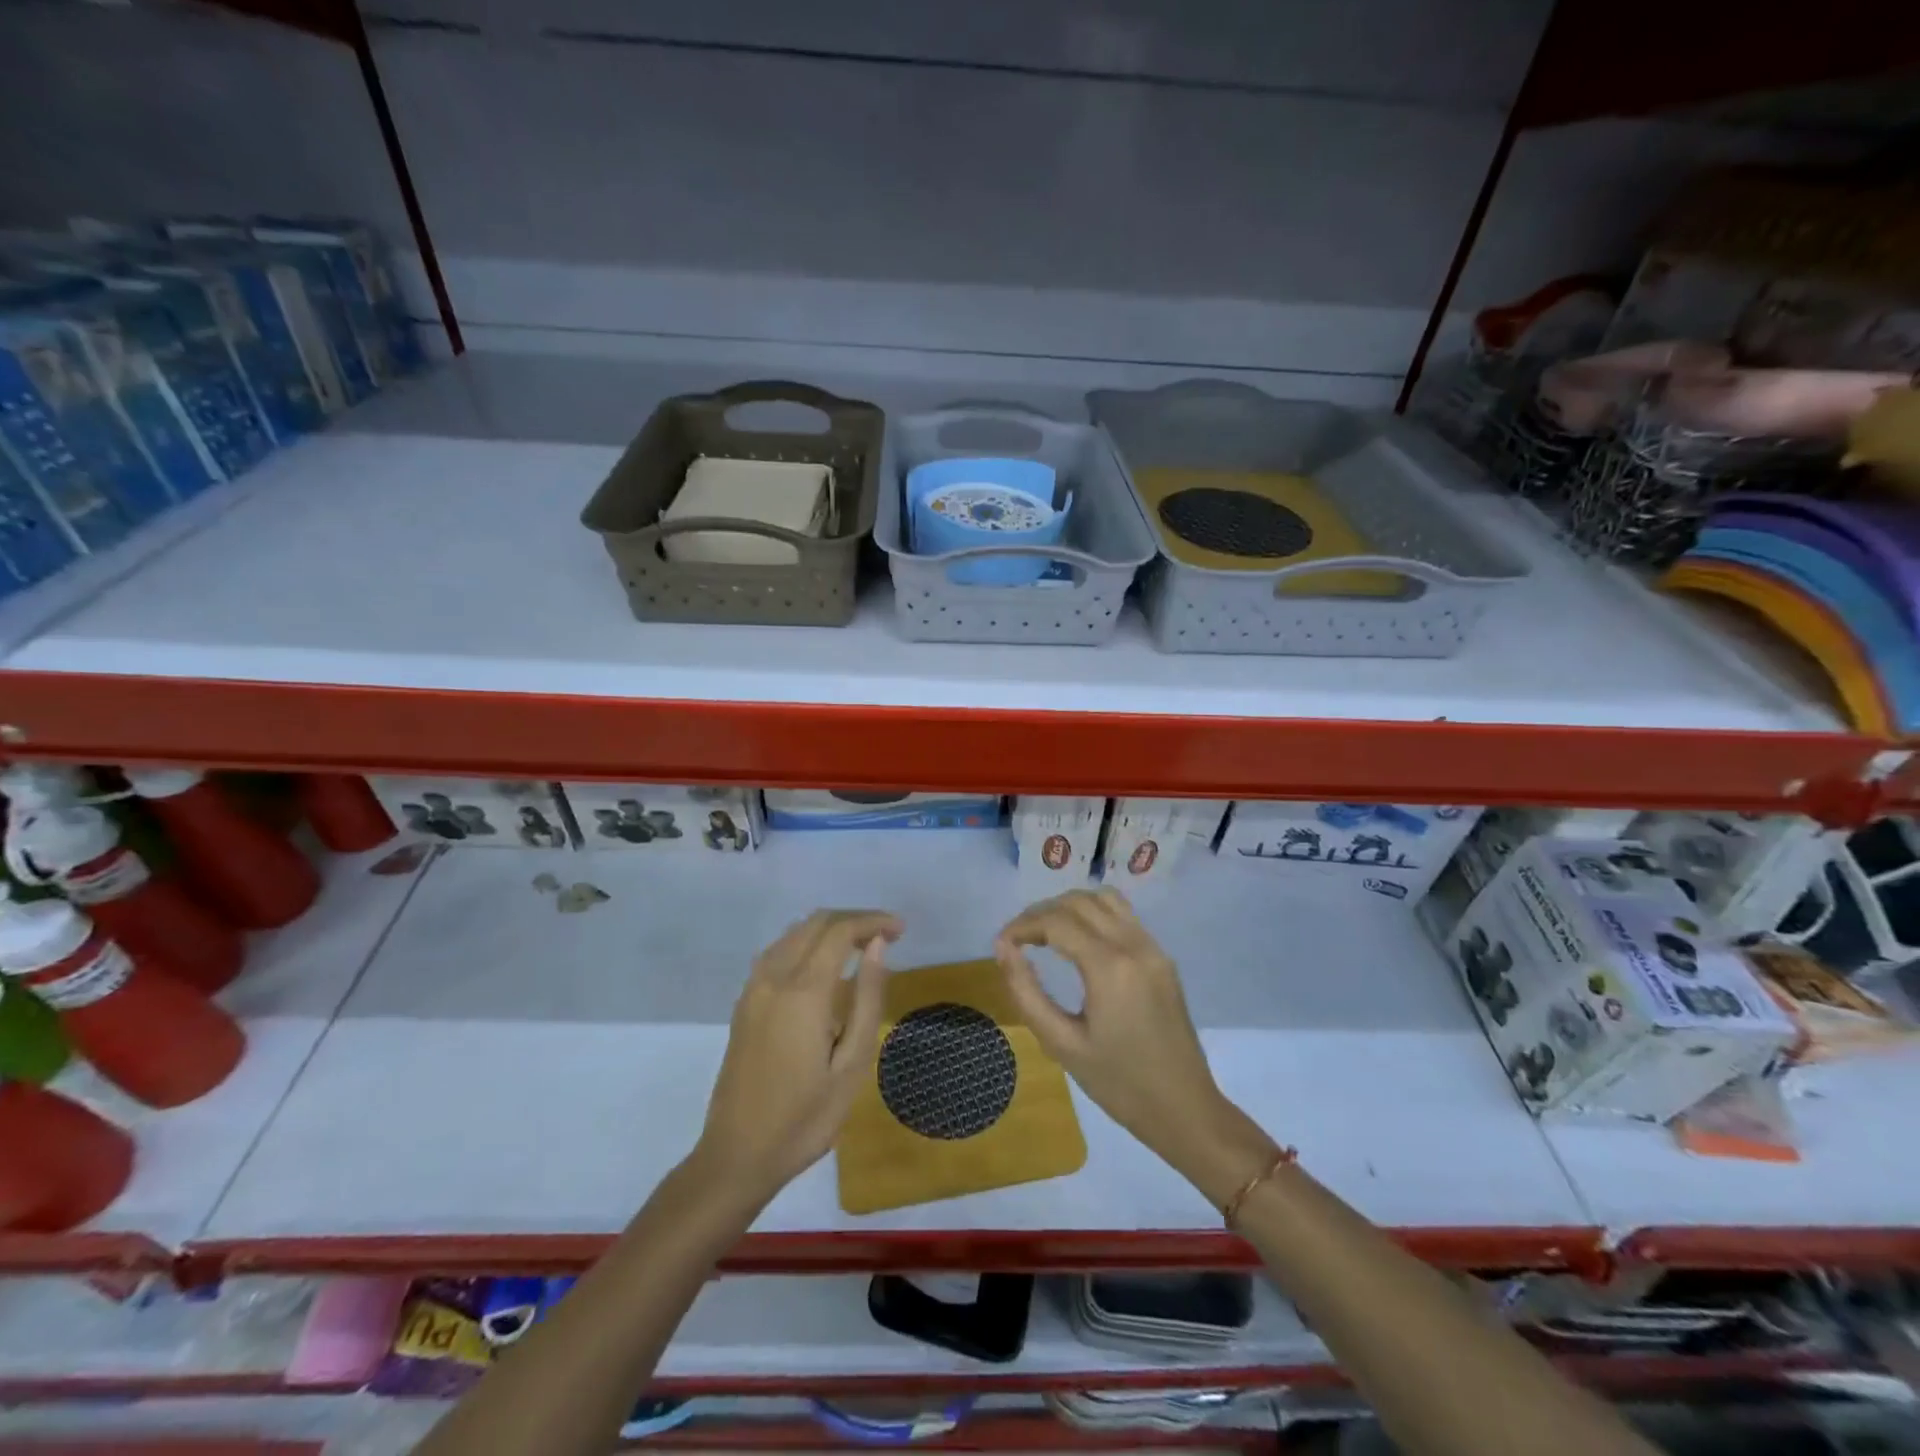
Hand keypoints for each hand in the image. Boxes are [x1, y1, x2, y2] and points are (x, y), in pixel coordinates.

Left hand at [694, 909, 901, 1204]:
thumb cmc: (805, 1118)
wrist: (737, 1156)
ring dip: (829, 929)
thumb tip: (878, 948)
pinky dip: (806, 944)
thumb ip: (867, 999)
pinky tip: (825, 967)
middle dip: (854, 920)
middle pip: (816, 923)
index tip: (901, 930)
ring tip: (862, 948)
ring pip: (794, 933)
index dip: (873, 921)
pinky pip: (778, 952)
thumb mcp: (852, 1064)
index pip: (840, 931)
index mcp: (802, 991)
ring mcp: (753, 989)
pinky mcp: (744, 1003)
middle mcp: (773, 977)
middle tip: (887, 937)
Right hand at [996, 889, 1276, 1206]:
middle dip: (1041, 912)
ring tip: (1044, 933)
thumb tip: (1003, 947)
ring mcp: (1153, 947)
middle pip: (1078, 902)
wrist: (1184, 1109)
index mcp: (1110, 967)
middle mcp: (1134, 945)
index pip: (1056, 921)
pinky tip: (1077, 941)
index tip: (1002, 944)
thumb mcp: (1061, 1043)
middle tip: (1017, 939)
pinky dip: (1093, 914)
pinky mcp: (1162, 957)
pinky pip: (1123, 915)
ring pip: (1104, 899)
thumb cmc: (1118, 1084)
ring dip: (1069, 906)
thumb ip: (1027, 991)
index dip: (1022, 925)